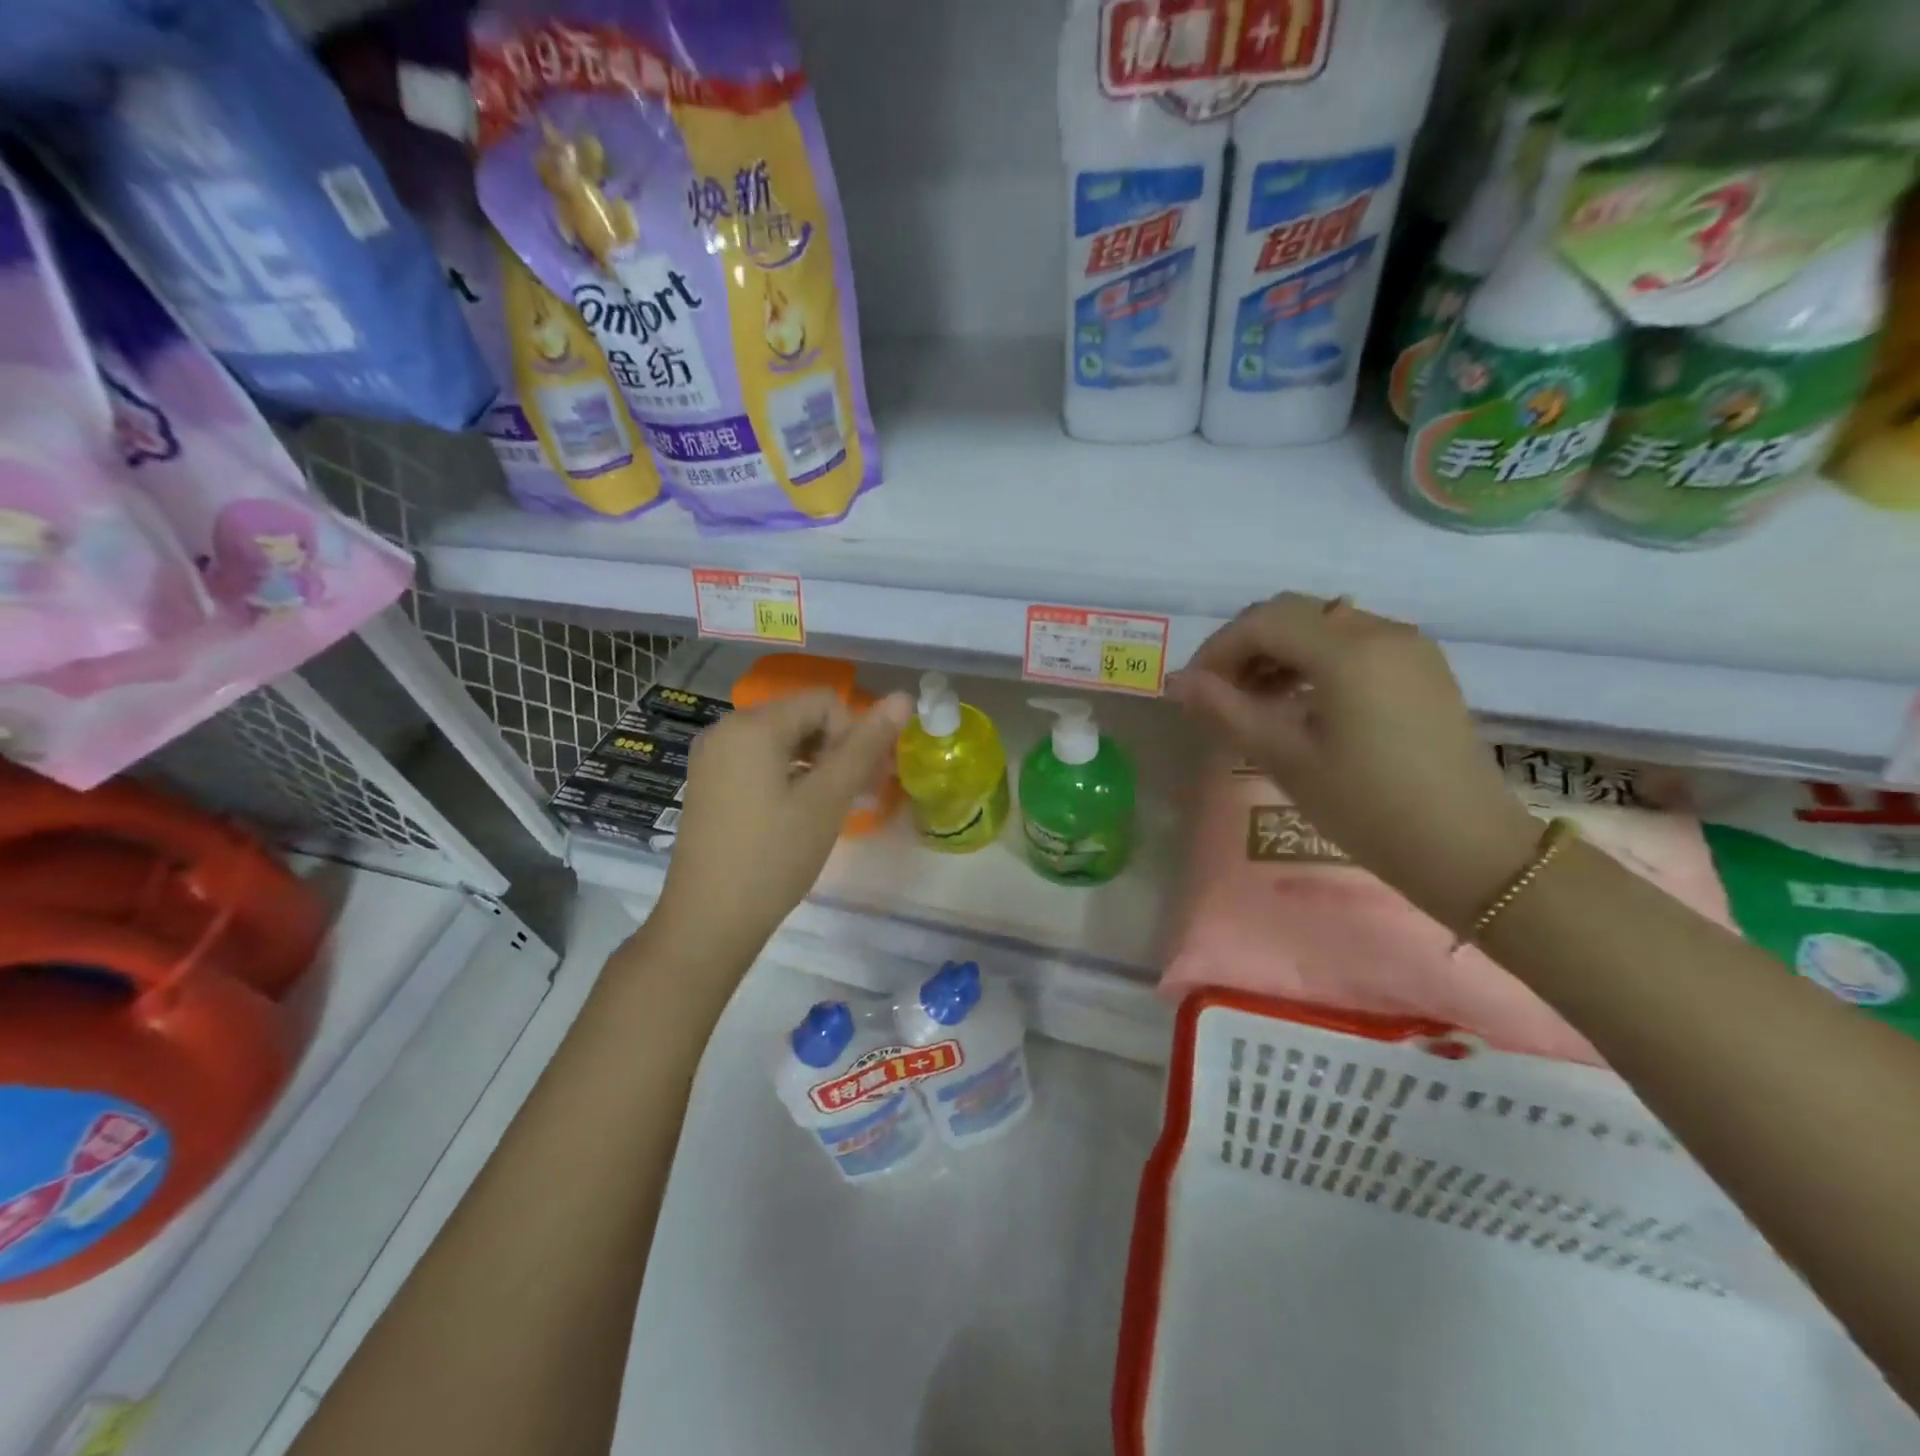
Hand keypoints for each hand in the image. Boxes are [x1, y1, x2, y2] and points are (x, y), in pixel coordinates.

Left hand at [652, 690, 912, 964]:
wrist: (708, 921)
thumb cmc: (774, 857)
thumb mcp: (827, 799)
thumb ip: (865, 746)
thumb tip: (903, 697)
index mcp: (752, 725)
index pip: (824, 702)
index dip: (853, 735)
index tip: (861, 782)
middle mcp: (725, 730)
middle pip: (801, 718)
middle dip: (836, 750)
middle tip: (855, 796)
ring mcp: (712, 758)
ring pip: (782, 742)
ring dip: (815, 766)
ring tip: (829, 809)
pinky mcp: (708, 784)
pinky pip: (759, 763)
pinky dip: (788, 778)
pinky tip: (797, 816)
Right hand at [1167, 593, 1540, 930]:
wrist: (1466, 849)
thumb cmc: (1366, 806)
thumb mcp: (1285, 758)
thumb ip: (1226, 710)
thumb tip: (1177, 682)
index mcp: (1348, 651)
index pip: (1263, 622)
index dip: (1218, 649)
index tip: (1194, 690)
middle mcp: (1381, 631)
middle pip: (1292, 613)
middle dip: (1246, 646)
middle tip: (1220, 694)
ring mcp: (1408, 647)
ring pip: (1323, 625)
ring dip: (1279, 652)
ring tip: (1255, 702)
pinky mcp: (1422, 668)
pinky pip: (1354, 643)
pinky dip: (1314, 660)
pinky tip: (1301, 703)